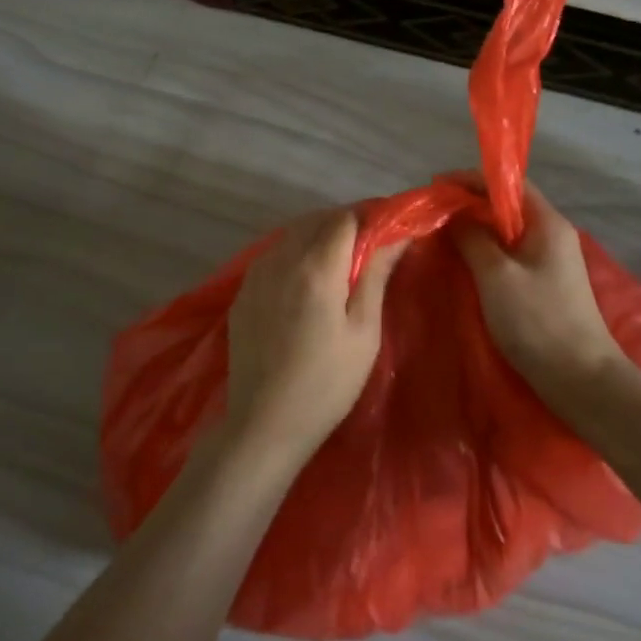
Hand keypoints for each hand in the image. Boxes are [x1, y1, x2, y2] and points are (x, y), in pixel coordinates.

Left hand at [225, 209, 405, 463]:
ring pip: (292, 235)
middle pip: (316, 220)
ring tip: (340, 263)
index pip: (345, 218)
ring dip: (318, 236)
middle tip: (368, 248)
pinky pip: (273, 255)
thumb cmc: (327, 383)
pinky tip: (306, 280)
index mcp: (316, 267)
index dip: (369, 218)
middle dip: (345, 224)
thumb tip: (397, 236)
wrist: (265, 422)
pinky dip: (294, 254)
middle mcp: (282, 259)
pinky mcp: (243, 292)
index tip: (387, 232)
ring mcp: (256, 274)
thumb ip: (376, 276)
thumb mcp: (363, 332)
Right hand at [452, 184, 631, 400]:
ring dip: (476, 229)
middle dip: (469, 204)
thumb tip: (454, 213)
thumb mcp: (496, 276)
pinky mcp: (546, 284)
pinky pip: (511, 255)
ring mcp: (551, 261)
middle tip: (433, 213)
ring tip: (442, 235)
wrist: (581, 379)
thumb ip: (472, 238)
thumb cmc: (538, 321)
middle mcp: (553, 234)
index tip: (437, 186)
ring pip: (507, 232)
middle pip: (508, 206)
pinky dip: (486, 252)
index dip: (471, 179)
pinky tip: (465, 263)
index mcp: (547, 223)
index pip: (509, 184)